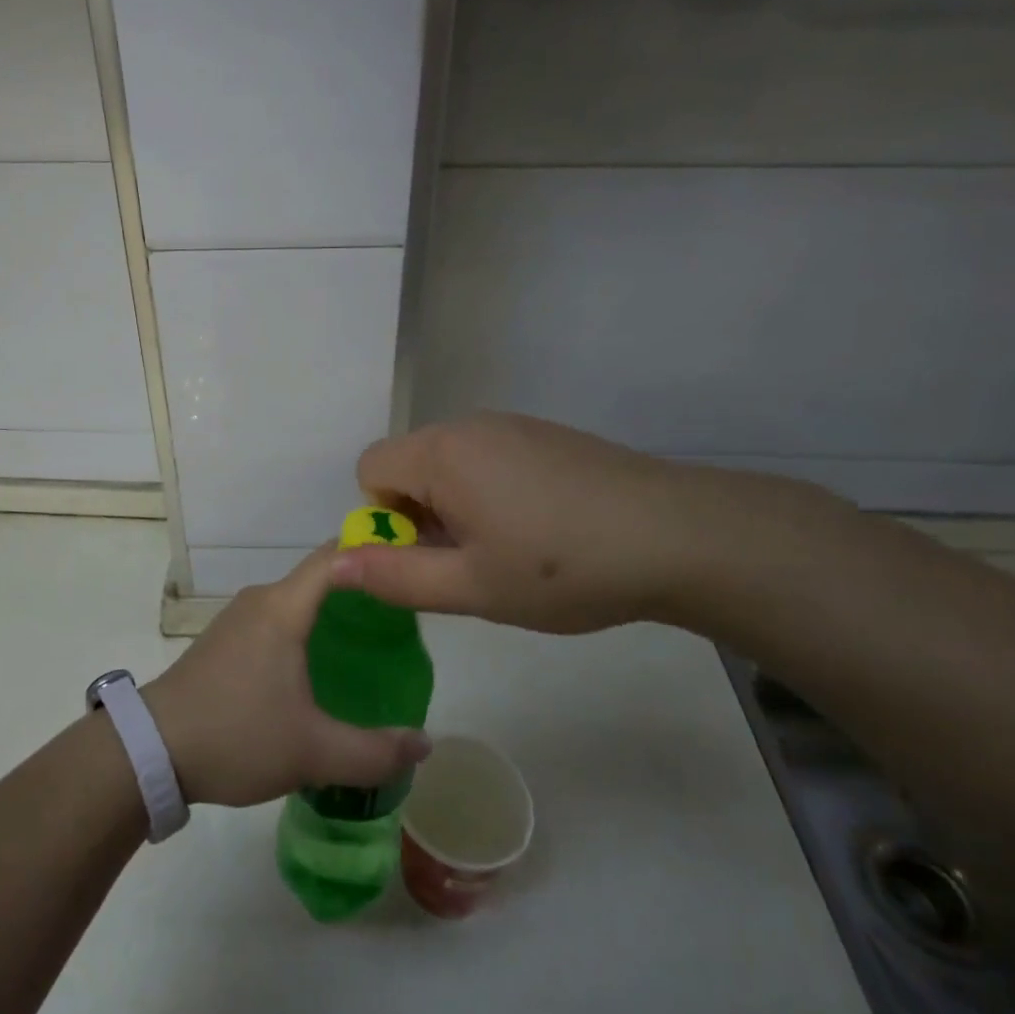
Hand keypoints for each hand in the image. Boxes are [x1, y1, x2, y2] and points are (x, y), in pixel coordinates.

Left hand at [142, 547, 431, 806]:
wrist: (149, 750)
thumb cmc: (236, 735)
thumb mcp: (313, 752)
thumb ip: (374, 752)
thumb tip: (425, 743)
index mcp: (283, 608)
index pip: (335, 557)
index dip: (373, 553)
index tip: (410, 566)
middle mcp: (260, 600)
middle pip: (320, 578)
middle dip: (361, 592)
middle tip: (404, 621)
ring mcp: (237, 619)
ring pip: (297, 602)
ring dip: (332, 614)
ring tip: (371, 645)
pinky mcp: (224, 641)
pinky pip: (276, 620)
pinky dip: (306, 630)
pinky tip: (320, 668)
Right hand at [331, 412, 791, 634]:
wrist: (680, 536)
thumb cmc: (563, 567)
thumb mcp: (471, 587)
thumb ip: (394, 577)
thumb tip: (335, 566)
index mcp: (441, 453)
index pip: (370, 469)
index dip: (384, 518)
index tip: (429, 556)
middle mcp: (469, 426)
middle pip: (410, 465)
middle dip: (420, 515)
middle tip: (470, 563)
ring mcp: (512, 426)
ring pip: (451, 465)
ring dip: (457, 506)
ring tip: (509, 551)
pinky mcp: (545, 436)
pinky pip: (489, 459)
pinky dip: (491, 493)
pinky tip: (541, 529)